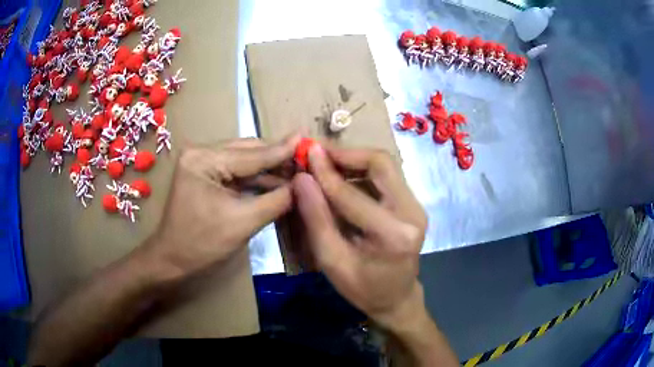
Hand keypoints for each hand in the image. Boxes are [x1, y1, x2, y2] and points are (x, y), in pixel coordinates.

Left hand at [143, 135, 299, 277]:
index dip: (283, 151)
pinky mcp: (206, 176)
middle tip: (308, 161)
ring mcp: (203, 163)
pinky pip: (237, 174)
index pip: (251, 154)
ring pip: (245, 162)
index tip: (309, 141)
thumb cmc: (201, 244)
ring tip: (298, 172)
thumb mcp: (242, 222)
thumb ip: (276, 200)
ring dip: (270, 170)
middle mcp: (201, 153)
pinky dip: (257, 180)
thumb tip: (306, 185)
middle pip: (248, 152)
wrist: (172, 262)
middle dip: (278, 159)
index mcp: (203, 159)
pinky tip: (278, 182)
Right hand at [292, 144, 427, 330]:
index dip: (325, 172)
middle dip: (346, 153)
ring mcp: (416, 206)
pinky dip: (361, 170)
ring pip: (385, 165)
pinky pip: (386, 176)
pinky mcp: (412, 204)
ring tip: (325, 162)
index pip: (353, 194)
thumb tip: (302, 179)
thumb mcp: (332, 262)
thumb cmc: (363, 289)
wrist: (396, 298)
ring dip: (353, 159)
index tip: (305, 152)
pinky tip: (341, 176)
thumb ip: (316, 219)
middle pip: (381, 163)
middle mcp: (412, 212)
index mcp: (394, 235)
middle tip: (317, 152)